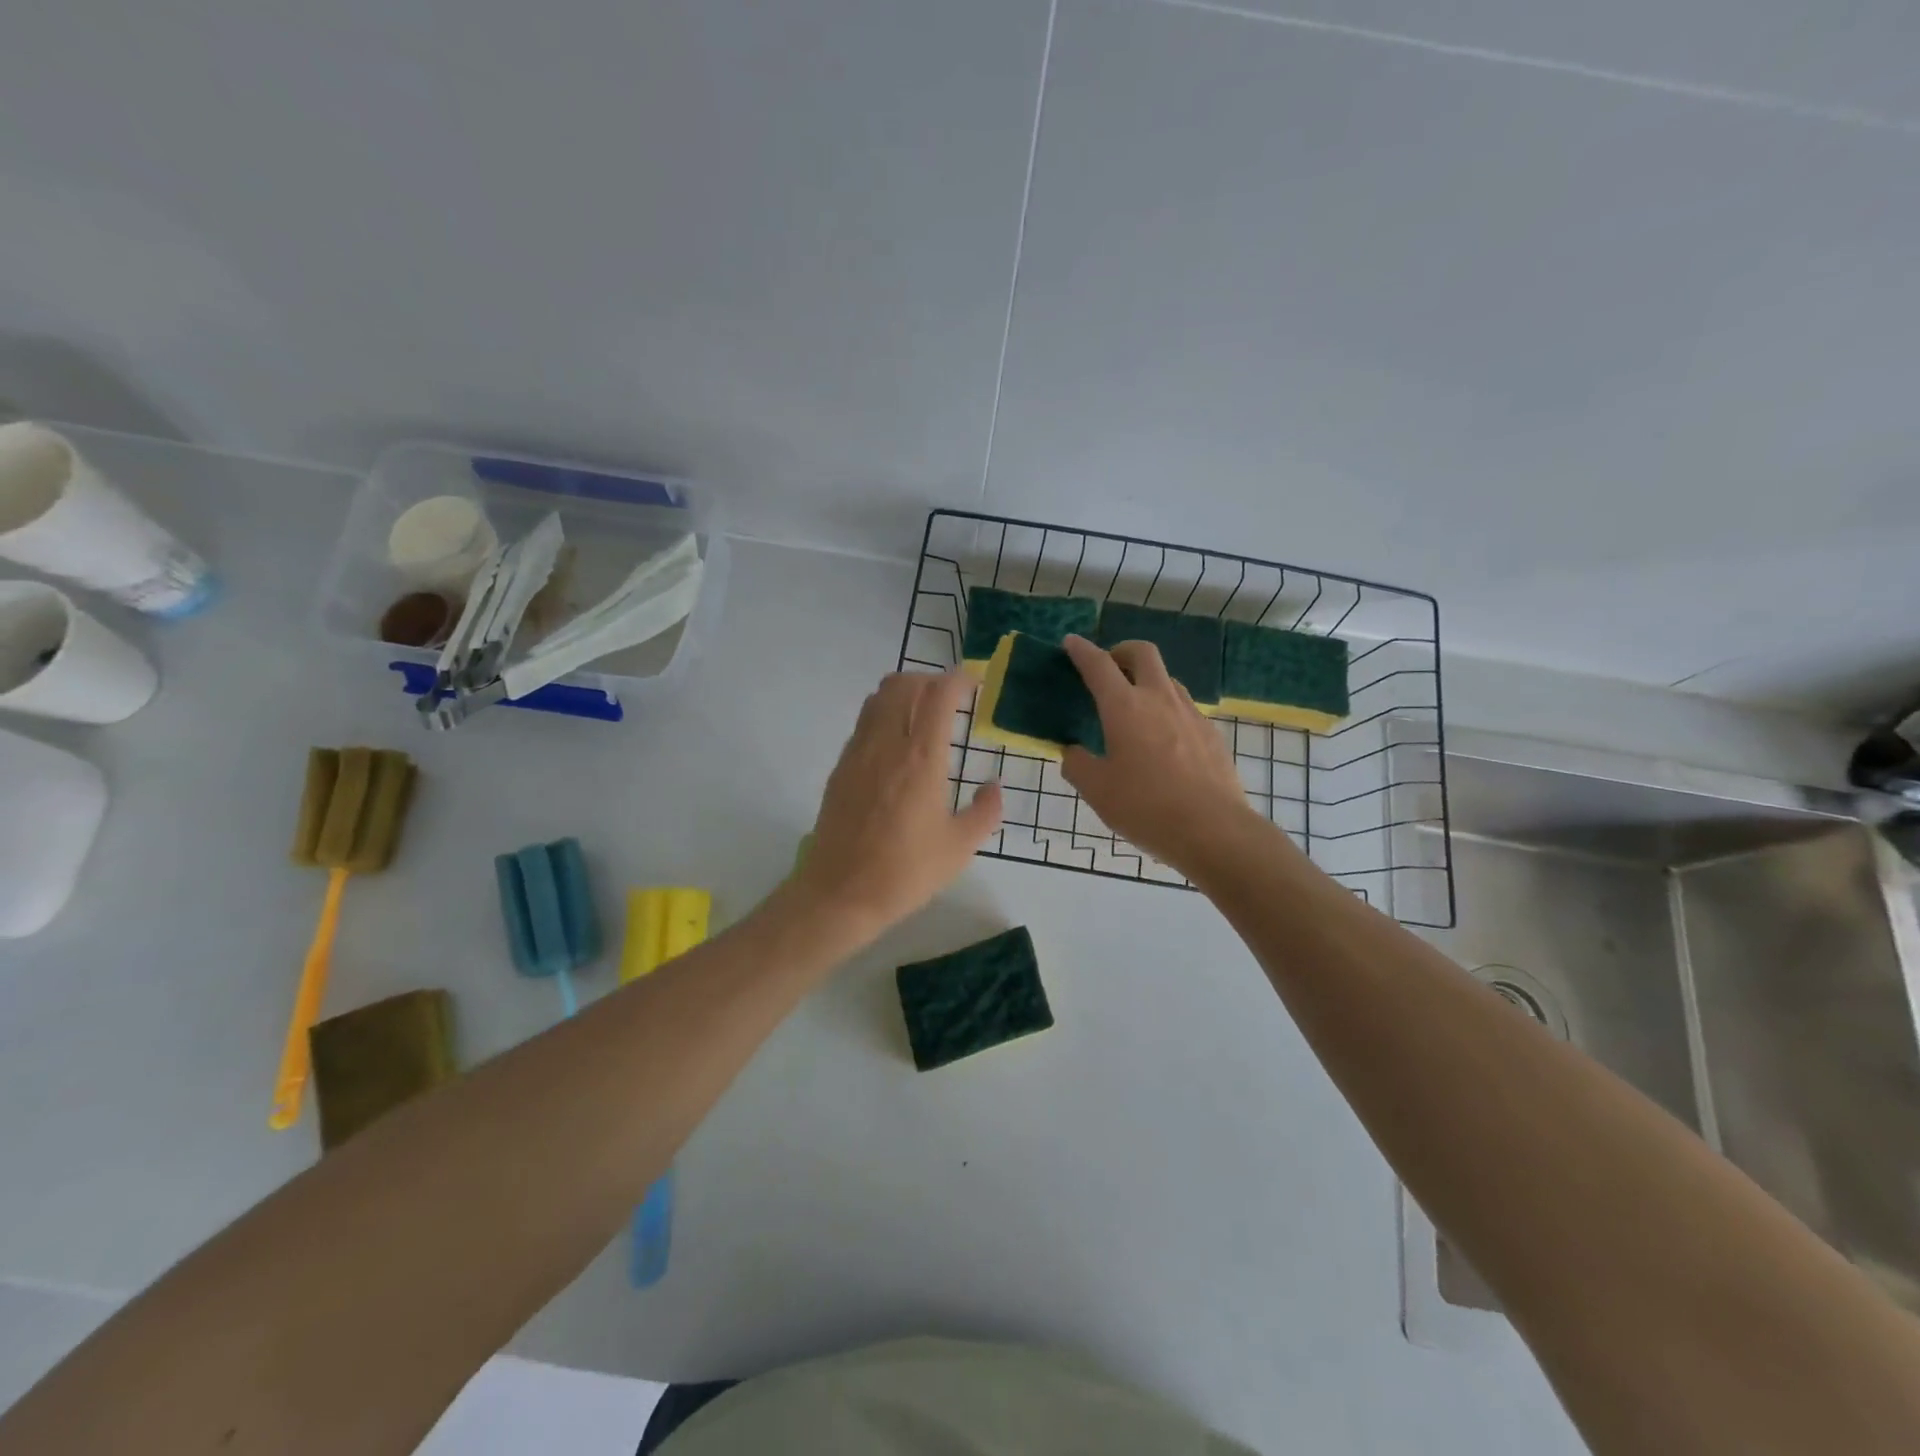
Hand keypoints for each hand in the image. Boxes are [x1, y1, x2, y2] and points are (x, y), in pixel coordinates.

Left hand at [795, 671, 1002, 938]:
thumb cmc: (906, 872)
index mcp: (922, 758)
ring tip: (923, 716)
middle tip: (951, 700)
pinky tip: (896, 746)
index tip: (975, 685)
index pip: (939, 694)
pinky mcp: (841, 767)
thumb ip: (985, 811)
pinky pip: (864, 722)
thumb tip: (993, 786)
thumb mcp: (960, 847)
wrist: (840, 893)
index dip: (959, 680)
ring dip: (904, 693)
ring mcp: (858, 752)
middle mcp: (887, 743)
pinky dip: (884, 715)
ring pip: (878, 697)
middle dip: (931, 681)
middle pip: (904, 684)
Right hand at [1061, 635, 1271, 876]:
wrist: (1214, 830)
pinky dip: (1167, 710)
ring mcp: (1191, 714)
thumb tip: (1074, 752)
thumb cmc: (1146, 808)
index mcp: (1125, 708)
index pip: (1099, 665)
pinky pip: (1184, 709)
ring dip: (1147, 681)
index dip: (1082, 650)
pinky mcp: (1211, 734)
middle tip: (1109, 669)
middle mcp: (1159, 699)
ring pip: (1167, 679)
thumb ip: (1078, 765)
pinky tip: (1163, 741)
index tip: (1071, 643)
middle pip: (1142, 653)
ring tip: (1134, 708)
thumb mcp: (1097, 791)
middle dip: (1121, 652)